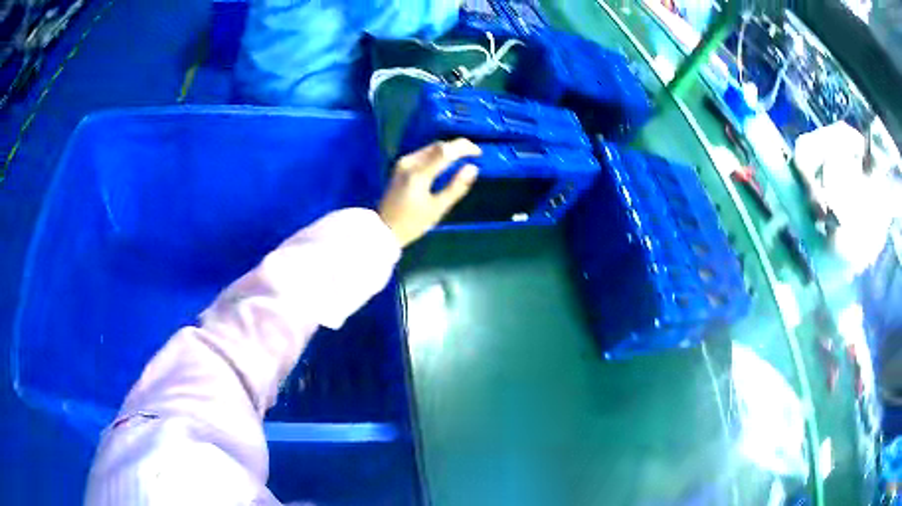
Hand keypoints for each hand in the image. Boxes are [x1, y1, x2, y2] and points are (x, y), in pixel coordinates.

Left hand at [379, 139, 480, 246]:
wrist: (384, 229)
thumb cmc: (412, 223)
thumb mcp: (438, 208)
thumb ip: (456, 187)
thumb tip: (473, 168)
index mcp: (419, 174)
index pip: (445, 150)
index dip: (464, 147)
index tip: (478, 153)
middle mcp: (409, 163)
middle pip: (438, 146)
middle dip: (457, 147)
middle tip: (474, 155)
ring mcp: (403, 163)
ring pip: (430, 148)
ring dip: (448, 150)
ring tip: (463, 158)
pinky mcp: (400, 166)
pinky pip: (423, 153)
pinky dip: (437, 155)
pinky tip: (446, 163)